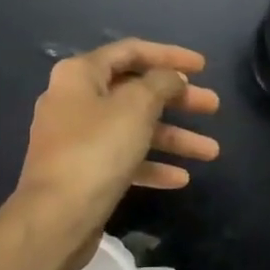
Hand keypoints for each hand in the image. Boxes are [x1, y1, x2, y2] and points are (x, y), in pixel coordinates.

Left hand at [16, 39, 220, 241]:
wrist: (55, 217)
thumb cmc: (96, 150)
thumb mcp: (136, 107)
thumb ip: (160, 84)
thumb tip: (171, 78)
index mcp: (80, 74)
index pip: (131, 51)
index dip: (169, 55)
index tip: (203, 67)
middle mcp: (74, 100)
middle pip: (134, 91)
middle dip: (177, 100)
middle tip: (213, 107)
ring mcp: (76, 138)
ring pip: (132, 128)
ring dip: (172, 137)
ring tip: (211, 152)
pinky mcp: (82, 171)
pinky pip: (122, 158)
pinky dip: (151, 164)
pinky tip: (180, 179)